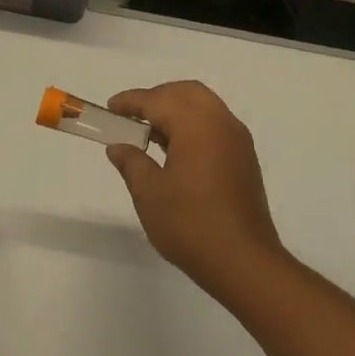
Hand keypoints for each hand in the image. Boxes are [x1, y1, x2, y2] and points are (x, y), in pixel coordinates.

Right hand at [103, 82, 284, 294]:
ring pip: (204, 106)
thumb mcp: (149, 193)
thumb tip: (119, 146)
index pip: (158, 100)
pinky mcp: (244, 159)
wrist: (243, 262)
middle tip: (131, 117)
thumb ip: (132, 162)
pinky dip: (192, 125)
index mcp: (197, 125)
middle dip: (157, 98)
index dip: (131, 102)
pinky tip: (175, 150)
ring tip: (149, 134)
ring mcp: (237, 140)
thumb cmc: (190, 224)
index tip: (110, 109)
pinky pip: (215, 125)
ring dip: (176, 111)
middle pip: (186, 93)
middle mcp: (221, 123)